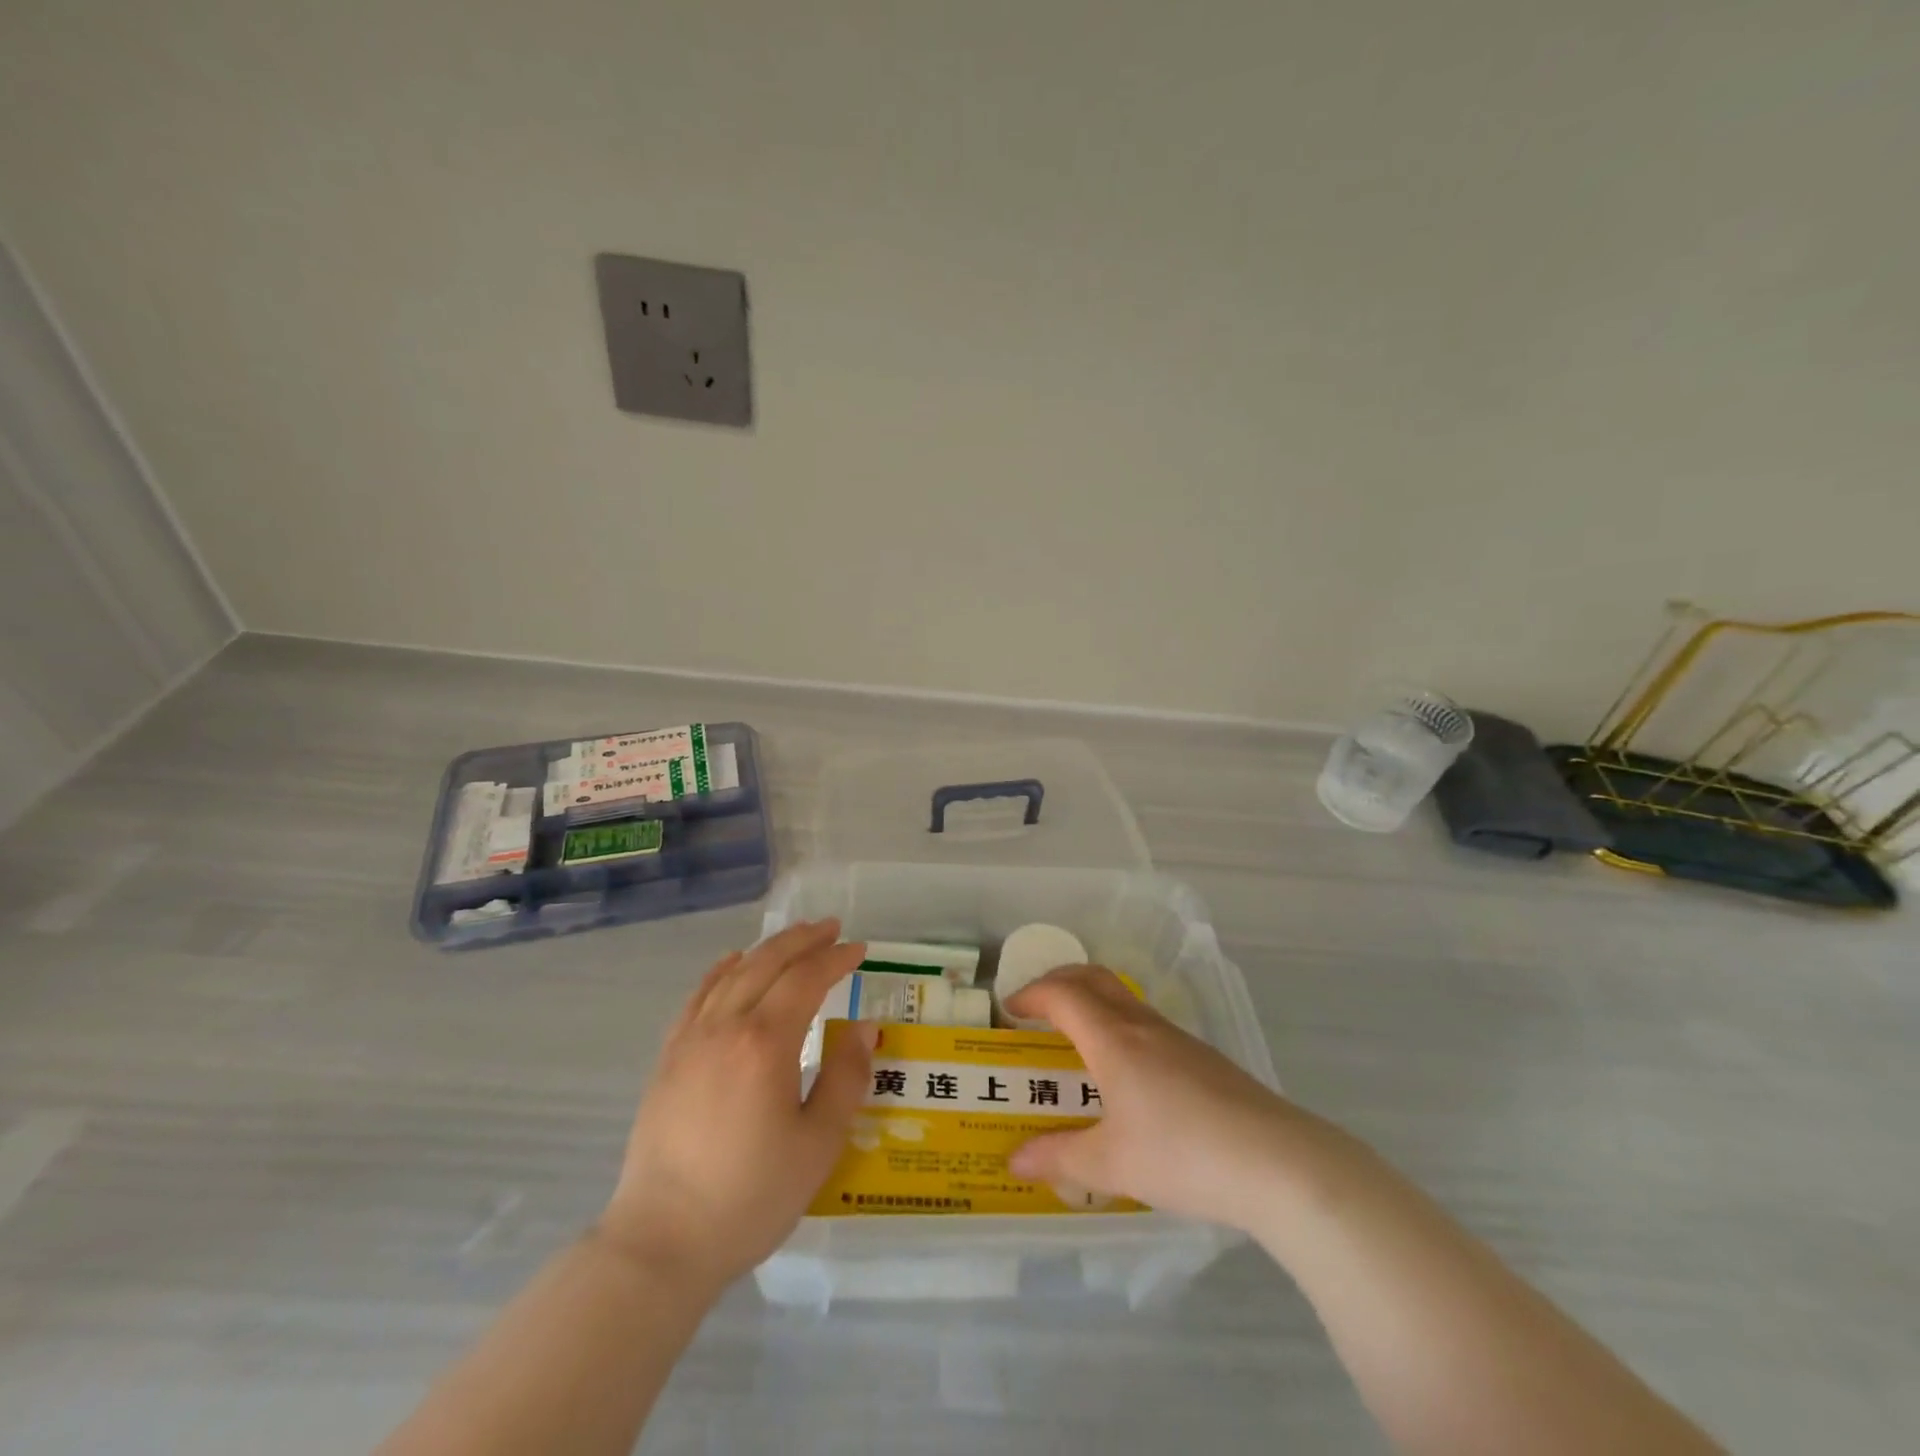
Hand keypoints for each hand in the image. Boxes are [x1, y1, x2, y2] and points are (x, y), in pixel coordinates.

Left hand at [599, 920, 872, 1288]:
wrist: (661, 1242)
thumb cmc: (750, 1196)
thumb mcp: (818, 1143)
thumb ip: (846, 1077)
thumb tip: (864, 1027)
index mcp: (765, 1043)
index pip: (806, 980)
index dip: (835, 959)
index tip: (859, 949)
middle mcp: (725, 1027)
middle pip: (767, 964)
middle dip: (803, 941)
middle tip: (831, 928)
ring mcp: (690, 1040)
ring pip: (732, 974)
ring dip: (766, 950)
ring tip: (792, 938)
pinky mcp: (668, 1059)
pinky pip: (697, 997)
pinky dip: (719, 971)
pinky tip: (731, 963)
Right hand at [1007, 964, 1327, 1232]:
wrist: (1278, 1163)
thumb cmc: (1183, 1155)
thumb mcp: (1111, 1165)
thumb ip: (1059, 1159)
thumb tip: (1014, 1162)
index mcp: (1113, 1040)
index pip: (1063, 995)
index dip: (1031, 994)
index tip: (1009, 1009)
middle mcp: (1143, 1027)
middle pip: (1095, 978)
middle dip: (1060, 980)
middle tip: (1036, 1005)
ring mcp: (1178, 1039)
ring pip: (1124, 999)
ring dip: (1092, 1002)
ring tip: (1076, 1039)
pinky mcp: (1204, 1058)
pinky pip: (1147, 1023)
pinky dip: (1119, 1025)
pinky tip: (1126, 1072)